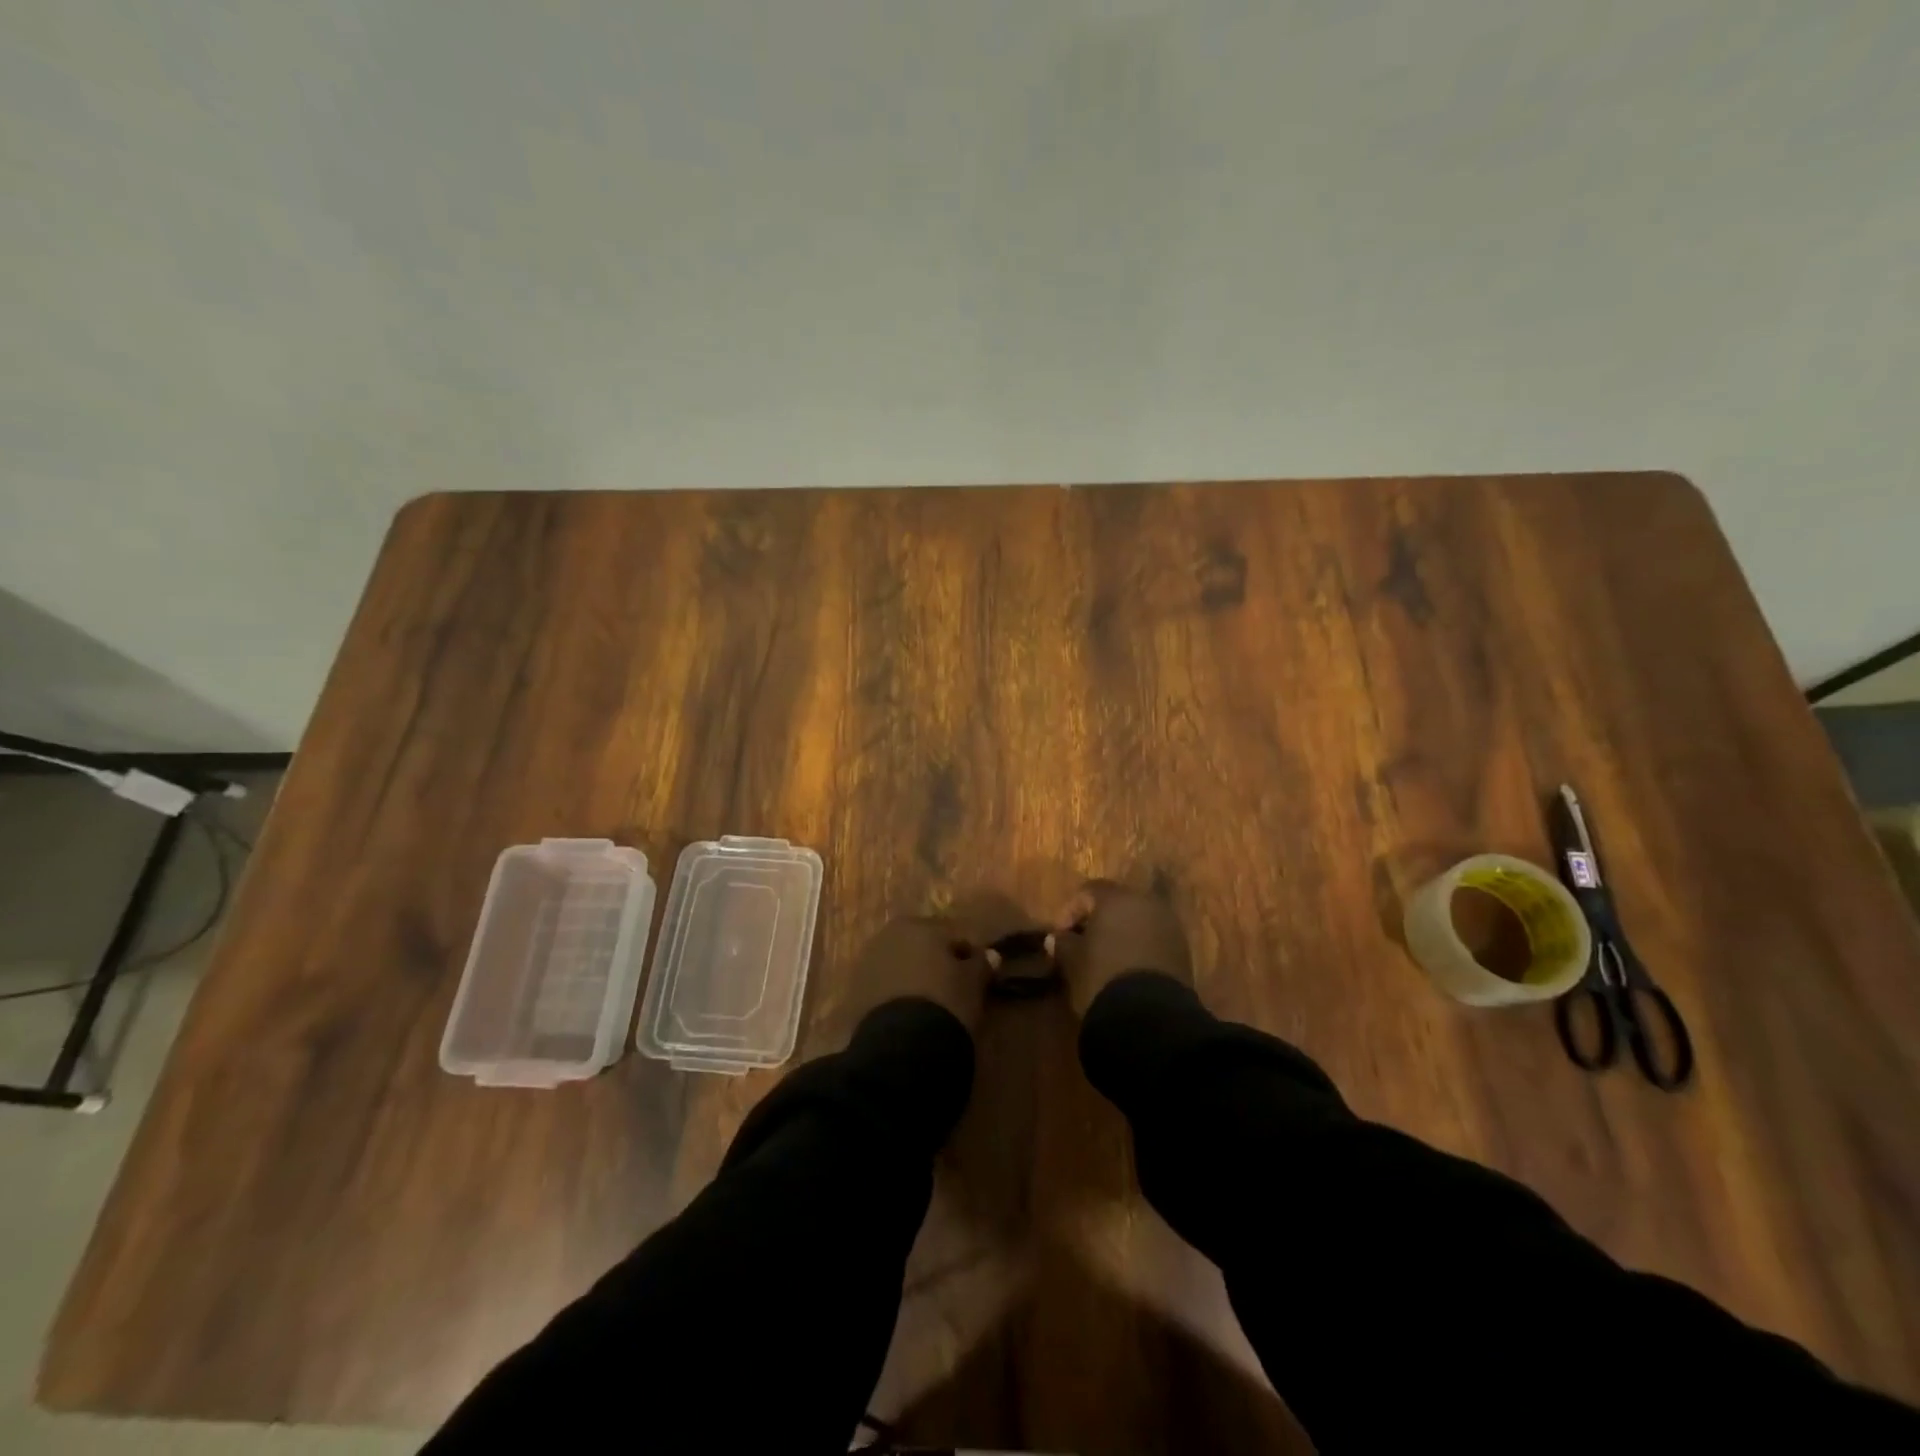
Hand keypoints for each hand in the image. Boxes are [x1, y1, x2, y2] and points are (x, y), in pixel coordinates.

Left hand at [834, 892, 1029, 1040]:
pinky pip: (883, 987)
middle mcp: (888, 935)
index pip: (952, 935)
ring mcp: (867, 963)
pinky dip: (896, 996)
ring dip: (913, 978)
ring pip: (899, 965)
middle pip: (921, 946)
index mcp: (919, 925)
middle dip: (935, 963)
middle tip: (953, 989)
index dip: (967, 955)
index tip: (978, 977)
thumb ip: (981, 965)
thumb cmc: (945, 1003)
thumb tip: (990, 955)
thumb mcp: (973, 984)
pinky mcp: (853, 992)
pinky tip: (908, 1016)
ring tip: (930, 1006)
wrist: (900, 1047)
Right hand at [1049, 879, 1192, 1015]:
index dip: (1070, 910)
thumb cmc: (1103, 977)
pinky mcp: (1182, 951)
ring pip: (1138, 921)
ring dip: (1120, 934)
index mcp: (1118, 899)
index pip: (1088, 891)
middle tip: (1081, 943)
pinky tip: (1126, 969)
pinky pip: (1154, 940)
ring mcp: (1169, 926)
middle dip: (1097, 920)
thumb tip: (1057, 938)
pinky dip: (1139, 948)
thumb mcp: (1073, 961)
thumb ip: (1064, 944)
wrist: (1151, 1017)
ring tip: (1104, 958)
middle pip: (1117, 903)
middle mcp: (1147, 904)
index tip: (1059, 935)